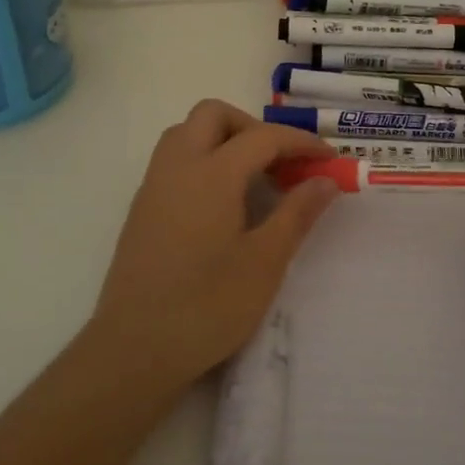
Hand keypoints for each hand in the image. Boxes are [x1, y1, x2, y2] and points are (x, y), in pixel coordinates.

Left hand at [88, 99, 339, 388]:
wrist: (135, 350)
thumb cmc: (207, 306)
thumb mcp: (265, 262)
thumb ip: (297, 213)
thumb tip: (326, 181)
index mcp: (212, 173)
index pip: (263, 137)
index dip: (301, 142)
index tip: (329, 160)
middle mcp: (177, 166)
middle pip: (213, 115)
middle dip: (253, 127)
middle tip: (281, 163)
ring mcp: (154, 187)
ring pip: (187, 133)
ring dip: (224, 140)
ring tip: (254, 179)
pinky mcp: (142, 209)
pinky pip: (174, 161)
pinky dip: (203, 161)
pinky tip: (222, 204)